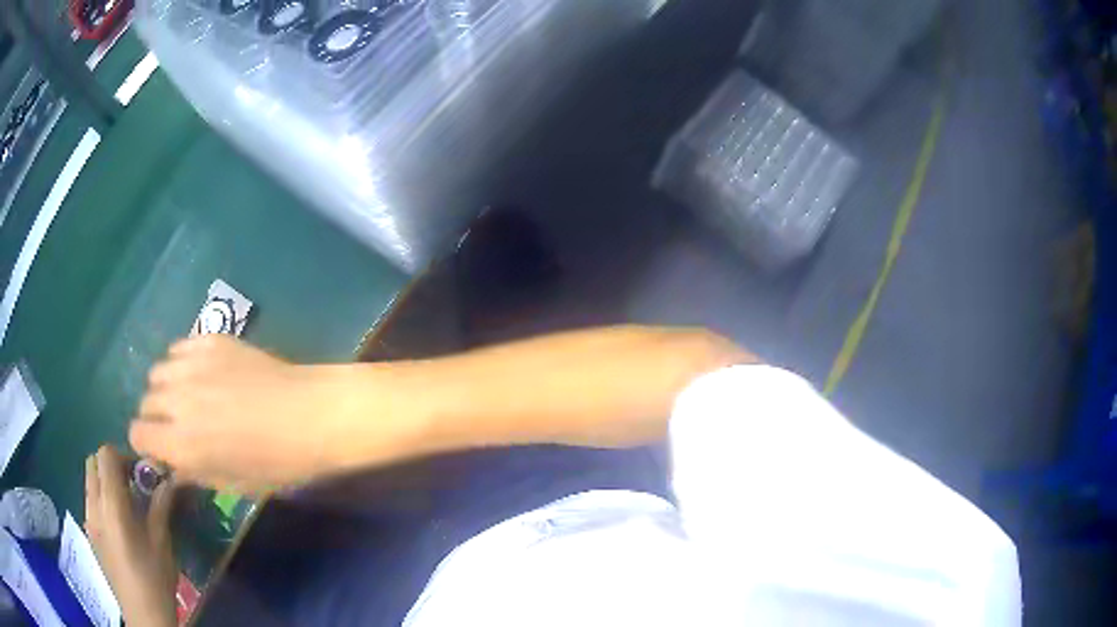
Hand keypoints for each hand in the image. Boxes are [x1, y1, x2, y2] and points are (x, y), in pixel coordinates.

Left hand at [85, 446, 176, 626]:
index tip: (140, 472)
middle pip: (93, 463)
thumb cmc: (154, 578)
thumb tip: (171, 477)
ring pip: (90, 481)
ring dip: (105, 482)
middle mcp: (93, 505)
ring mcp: (88, 519)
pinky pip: (90, 501)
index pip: (105, 455)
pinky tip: (119, 525)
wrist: (143, 614)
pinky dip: (102, 499)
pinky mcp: (89, 533)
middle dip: (111, 465)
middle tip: (133, 484)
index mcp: (110, 505)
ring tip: (127, 505)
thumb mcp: (162, 541)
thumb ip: (161, 504)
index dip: (122, 455)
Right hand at [129, 335, 394, 493]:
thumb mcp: (234, 483)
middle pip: (146, 401)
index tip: (161, 447)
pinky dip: (183, 361)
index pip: (137, 434)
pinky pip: (180, 347)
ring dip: (167, 387)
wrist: (312, 415)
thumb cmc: (278, 462)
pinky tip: (204, 372)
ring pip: (158, 371)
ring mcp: (193, 364)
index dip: (146, 443)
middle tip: (179, 424)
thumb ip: (194, 473)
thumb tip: (172, 467)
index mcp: (182, 443)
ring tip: (190, 396)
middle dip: (156, 416)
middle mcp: (178, 400)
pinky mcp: (211, 340)